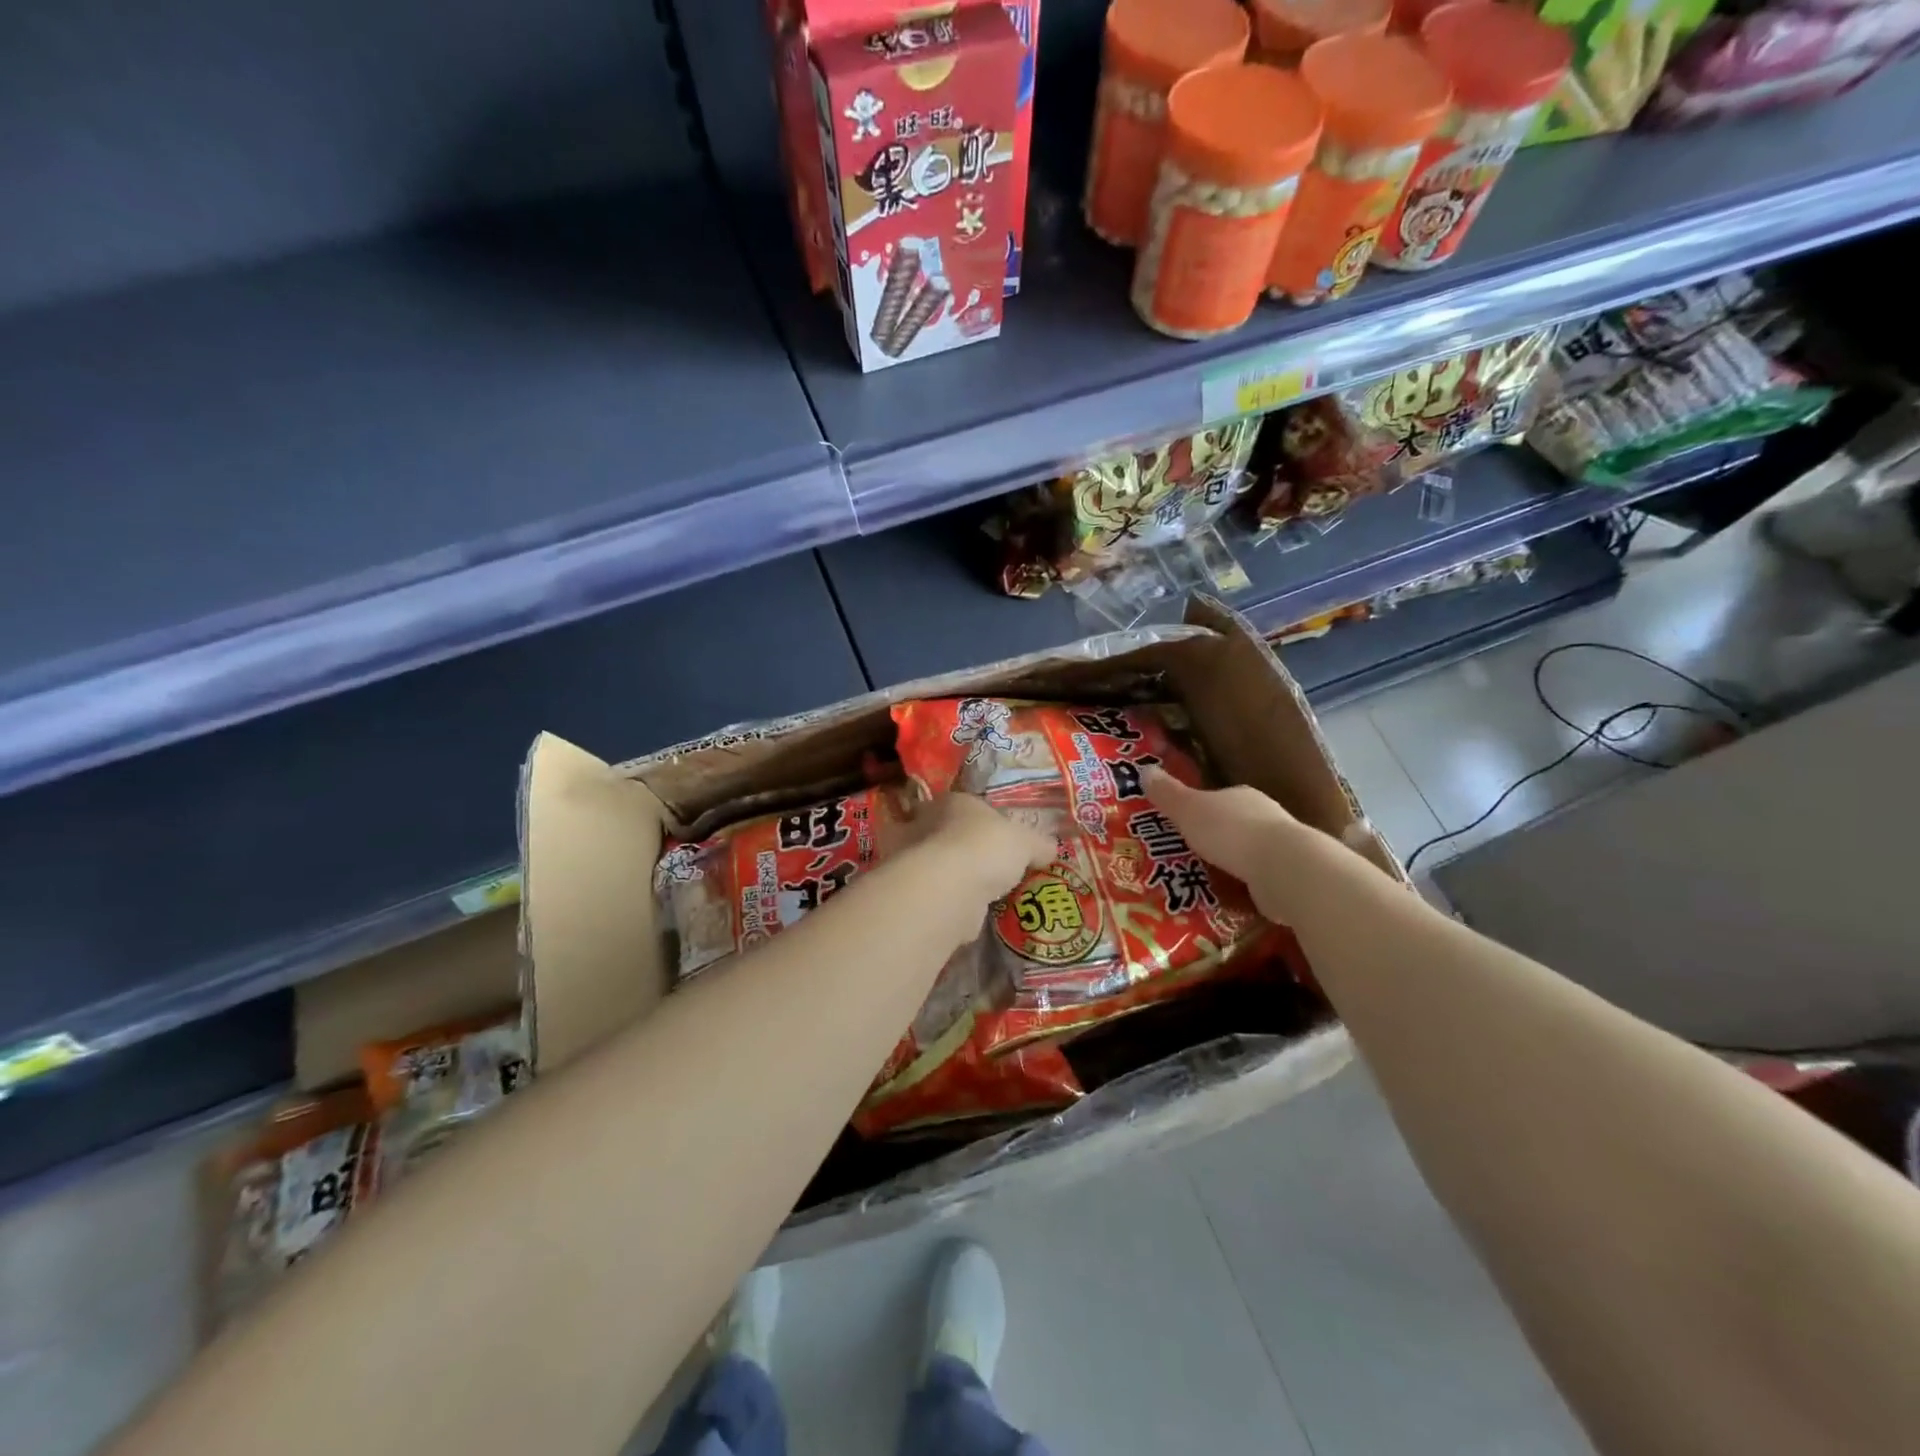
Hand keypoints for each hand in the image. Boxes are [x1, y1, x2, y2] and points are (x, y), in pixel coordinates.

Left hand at [904, 791, 1054, 900]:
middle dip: (966, 849)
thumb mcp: (1026, 841)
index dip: (983, 821)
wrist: (949, 888)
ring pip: (939, 866)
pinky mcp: (915, 893)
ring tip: (984, 894)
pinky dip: (952, 902)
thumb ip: (1038, 844)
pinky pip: (939, 894)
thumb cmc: (986, 847)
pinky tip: (971, 913)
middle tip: (991, 867)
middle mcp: (925, 824)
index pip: (967, 805)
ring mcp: (915, 860)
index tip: (999, 838)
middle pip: (948, 834)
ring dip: (957, 877)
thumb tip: (1050, 849)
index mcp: (952, 801)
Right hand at [1144, 768, 1302, 923]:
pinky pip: (1258, 878)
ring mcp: (1281, 848)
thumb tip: (1144, 769)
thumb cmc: (1231, 832)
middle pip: (1234, 824)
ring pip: (1248, 852)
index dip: (1199, 808)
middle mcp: (1265, 817)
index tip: (1182, 823)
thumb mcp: (1189, 810)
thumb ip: (1168, 794)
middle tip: (1187, 854)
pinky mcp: (1288, 876)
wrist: (1285, 869)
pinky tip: (1229, 897)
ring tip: (1204, 879)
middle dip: (1214, 837)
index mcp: (1242, 796)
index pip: (1219, 797)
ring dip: (1230, 863)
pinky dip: (1244, 885)